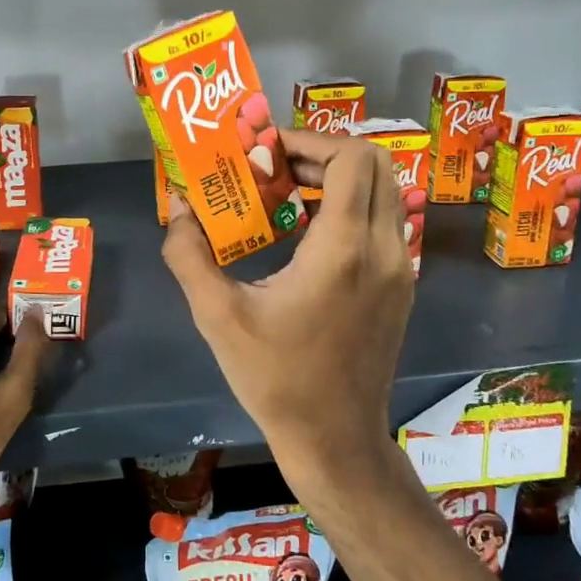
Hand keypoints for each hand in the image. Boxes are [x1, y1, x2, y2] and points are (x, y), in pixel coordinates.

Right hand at [162, 127, 415, 496]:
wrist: (335, 439)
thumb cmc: (275, 378)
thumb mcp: (217, 315)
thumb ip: (189, 254)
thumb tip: (179, 206)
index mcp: (343, 248)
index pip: (349, 158)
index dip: (308, 141)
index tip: (265, 153)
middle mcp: (383, 248)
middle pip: (374, 164)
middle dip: (323, 153)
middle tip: (276, 169)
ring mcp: (400, 268)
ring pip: (384, 191)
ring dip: (339, 179)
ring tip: (288, 196)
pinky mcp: (401, 285)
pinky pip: (385, 221)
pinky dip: (352, 207)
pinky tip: (309, 235)